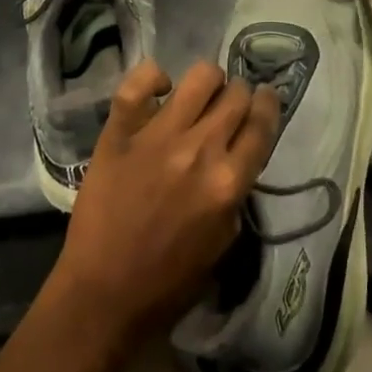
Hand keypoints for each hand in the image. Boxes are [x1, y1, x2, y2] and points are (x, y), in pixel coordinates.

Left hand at [47, 60, 280, 357]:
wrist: (103, 296)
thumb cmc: (169, 282)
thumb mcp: (223, 242)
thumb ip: (236, 191)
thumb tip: (235, 155)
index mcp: (228, 183)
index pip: (262, 123)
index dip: (268, 105)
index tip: (264, 99)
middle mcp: (200, 150)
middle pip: (236, 94)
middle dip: (238, 95)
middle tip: (227, 106)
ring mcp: (158, 136)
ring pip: (200, 76)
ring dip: (208, 83)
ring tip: (198, 96)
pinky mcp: (120, 131)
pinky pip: (139, 81)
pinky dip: (153, 77)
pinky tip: (159, 90)